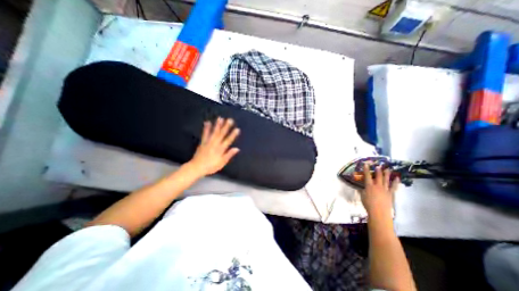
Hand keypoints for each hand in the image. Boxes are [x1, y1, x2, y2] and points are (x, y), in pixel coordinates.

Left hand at [189, 117, 240, 176]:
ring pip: (214, 132)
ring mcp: (208, 142)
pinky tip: (208, 122)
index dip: (233, 135)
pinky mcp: (203, 142)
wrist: (197, 167)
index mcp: (221, 149)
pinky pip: (205, 134)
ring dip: (217, 125)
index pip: (228, 140)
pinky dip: (206, 128)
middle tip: (230, 120)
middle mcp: (215, 144)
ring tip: (220, 118)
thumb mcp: (222, 162)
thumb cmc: (211, 166)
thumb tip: (237, 149)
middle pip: (221, 134)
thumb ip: (229, 155)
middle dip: (226, 126)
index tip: (237, 129)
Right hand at [362, 165, 397, 214]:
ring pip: (386, 180)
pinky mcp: (391, 194)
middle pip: (378, 176)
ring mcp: (385, 189)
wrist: (379, 212)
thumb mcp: (362, 196)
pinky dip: (395, 182)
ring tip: (387, 168)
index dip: (366, 169)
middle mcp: (377, 186)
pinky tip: (397, 178)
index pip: (367, 176)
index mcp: (369, 186)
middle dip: (378, 170)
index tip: (366, 164)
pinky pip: (393, 187)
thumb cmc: (368, 204)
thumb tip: (360, 188)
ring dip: (387, 174)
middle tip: (378, 165)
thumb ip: (362, 191)